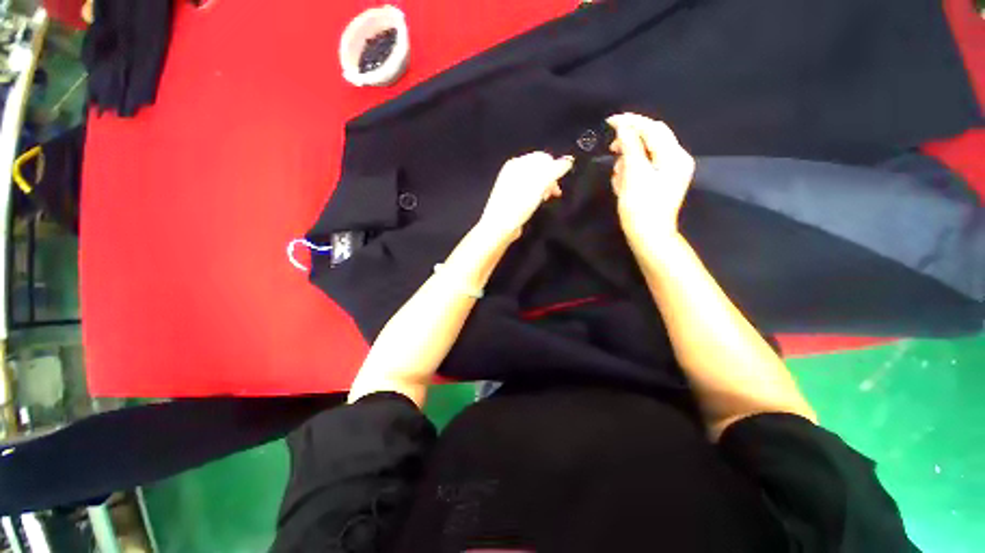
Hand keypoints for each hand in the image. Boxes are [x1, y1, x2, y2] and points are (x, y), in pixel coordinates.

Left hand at [477, 151, 573, 241]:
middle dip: (550, 179)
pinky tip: (538, 202)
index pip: (542, 158)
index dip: (555, 168)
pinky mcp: (513, 198)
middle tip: (554, 193)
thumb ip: (554, 170)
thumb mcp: (539, 185)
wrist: (500, 227)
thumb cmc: (519, 204)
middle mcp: (513, 172)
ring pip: (535, 181)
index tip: (559, 183)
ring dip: (545, 187)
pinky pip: (530, 191)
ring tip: (546, 198)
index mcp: (517, 164)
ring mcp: (512, 185)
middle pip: (539, 169)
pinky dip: (537, 194)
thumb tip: (568, 160)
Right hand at [607, 113, 694, 242]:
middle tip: (611, 150)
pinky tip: (622, 184)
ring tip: (618, 178)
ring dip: (628, 160)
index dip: (631, 122)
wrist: (649, 236)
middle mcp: (676, 159)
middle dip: (629, 143)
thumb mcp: (634, 175)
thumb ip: (630, 148)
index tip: (610, 121)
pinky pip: (644, 167)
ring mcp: (669, 171)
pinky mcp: (661, 181)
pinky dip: (631, 171)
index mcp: (674, 156)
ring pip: (645, 154)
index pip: (652, 129)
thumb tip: (623, 128)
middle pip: (651, 139)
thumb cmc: (641, 208)